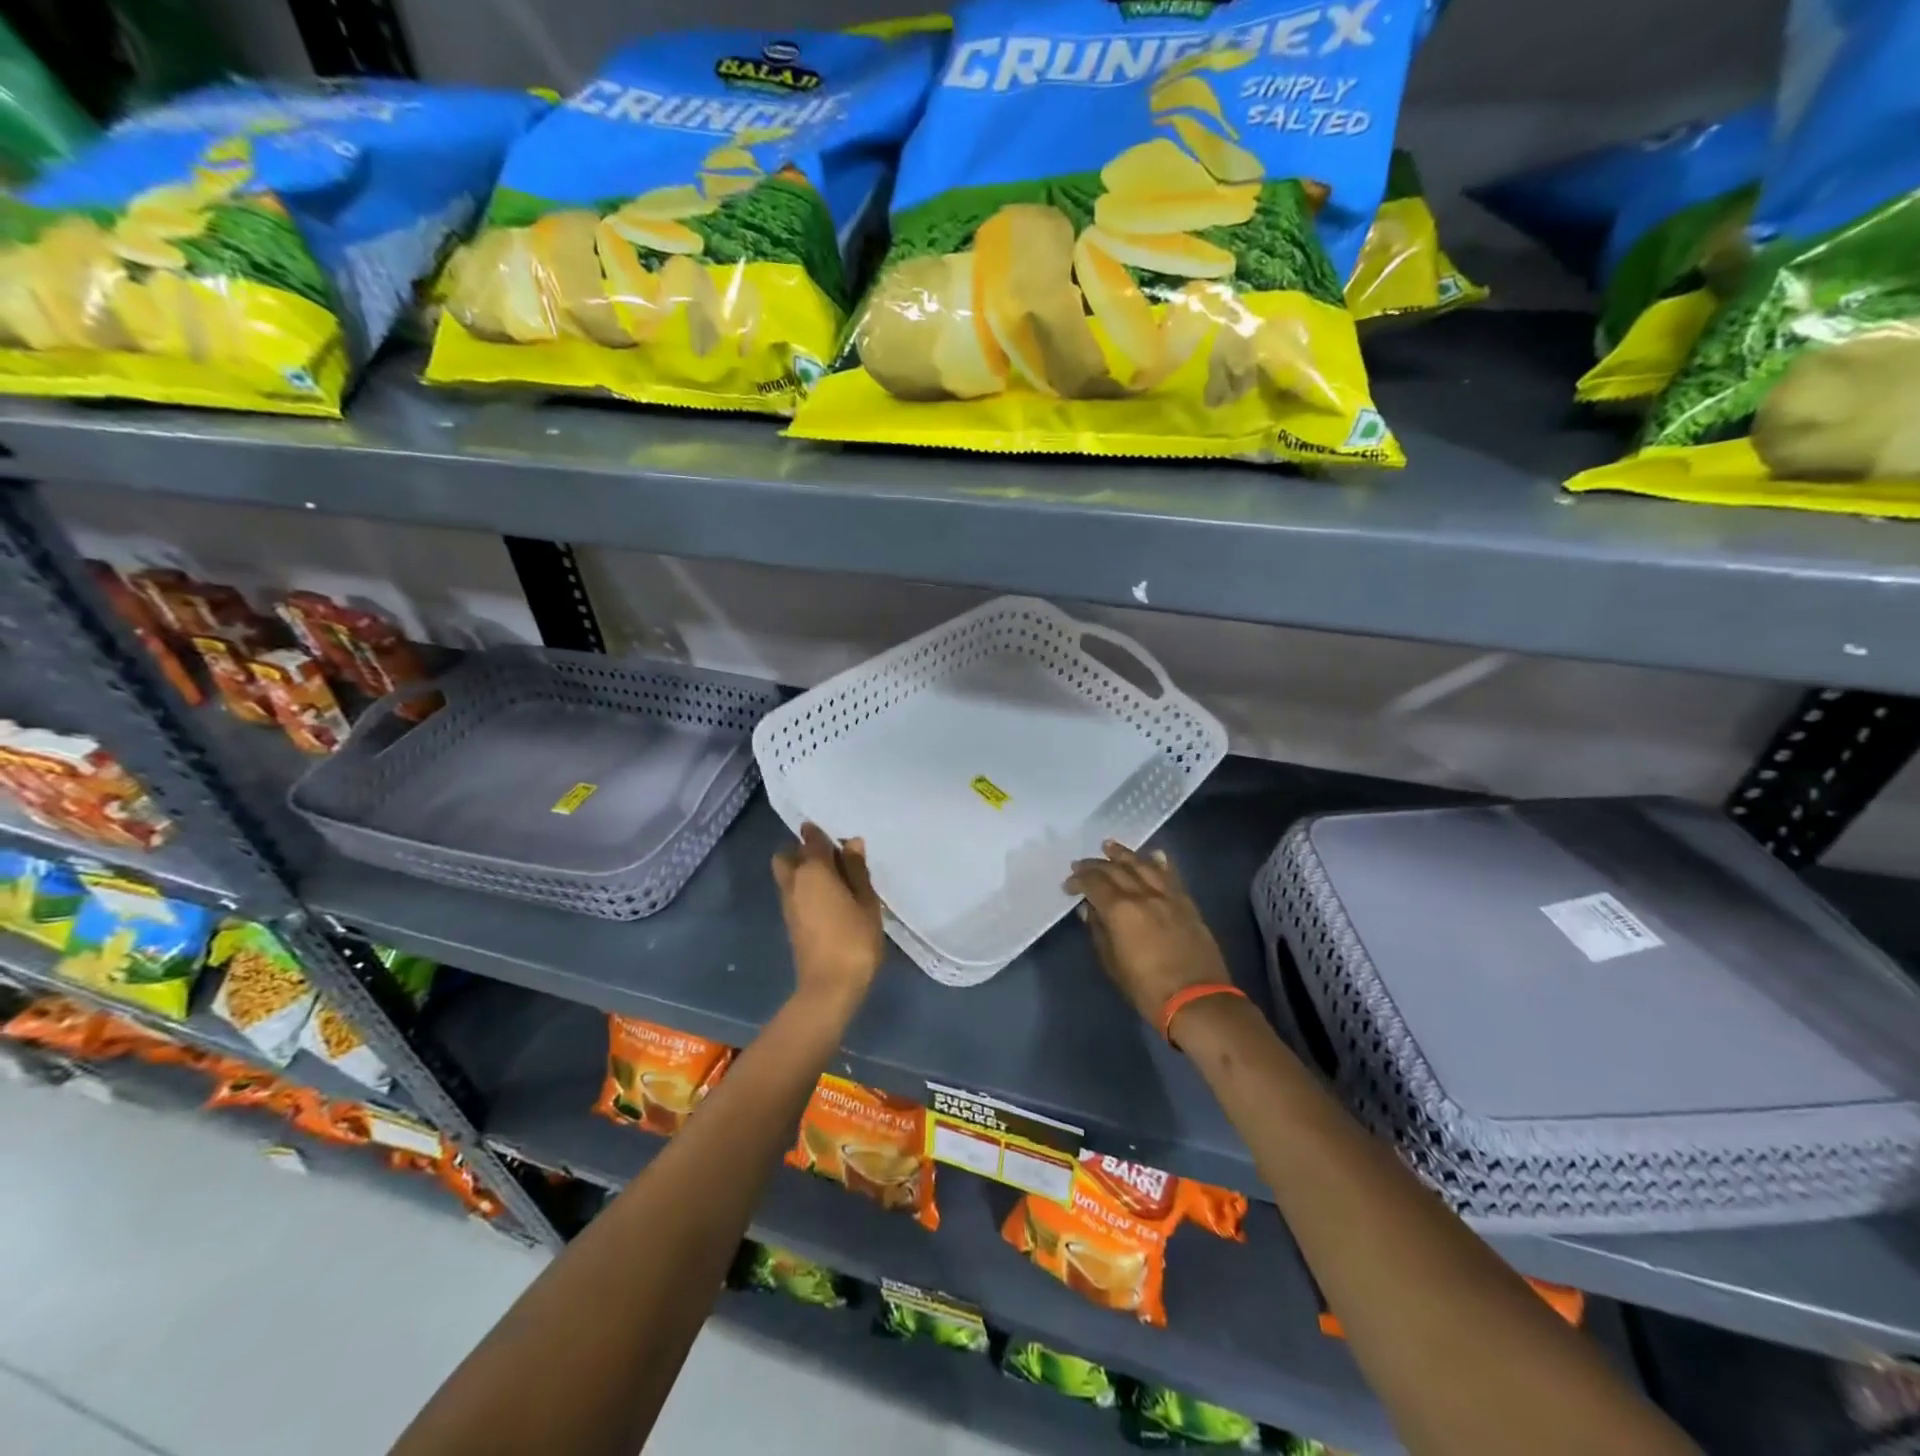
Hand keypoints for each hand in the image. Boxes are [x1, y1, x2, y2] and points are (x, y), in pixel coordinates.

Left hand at [772, 822, 884, 1012]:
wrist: (829, 987)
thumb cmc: (854, 939)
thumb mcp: (866, 902)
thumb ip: (857, 871)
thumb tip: (851, 843)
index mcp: (813, 871)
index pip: (812, 840)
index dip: (823, 834)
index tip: (839, 835)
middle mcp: (794, 881)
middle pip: (789, 855)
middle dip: (804, 851)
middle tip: (833, 860)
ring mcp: (788, 903)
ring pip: (788, 874)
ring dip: (803, 871)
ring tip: (835, 881)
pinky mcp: (790, 922)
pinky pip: (793, 892)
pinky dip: (805, 888)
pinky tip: (829, 899)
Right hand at [1066, 840, 1231, 1030]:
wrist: (1196, 1000)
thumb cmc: (1147, 988)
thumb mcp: (1113, 964)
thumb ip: (1099, 932)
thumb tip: (1089, 910)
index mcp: (1120, 910)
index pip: (1094, 883)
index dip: (1078, 880)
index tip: (1068, 885)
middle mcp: (1143, 894)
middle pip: (1116, 869)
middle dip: (1095, 864)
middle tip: (1081, 864)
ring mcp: (1168, 896)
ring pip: (1143, 865)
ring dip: (1124, 854)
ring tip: (1109, 846)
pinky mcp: (1187, 903)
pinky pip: (1171, 875)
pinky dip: (1159, 862)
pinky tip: (1154, 855)